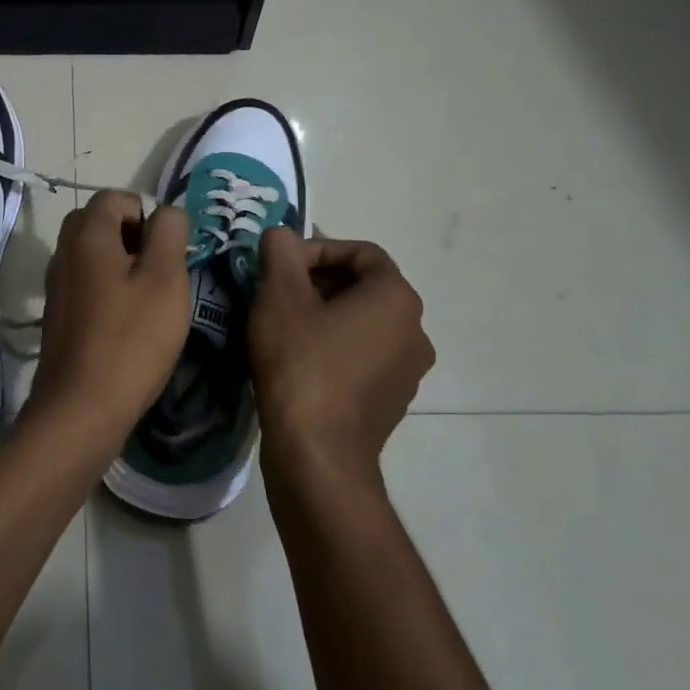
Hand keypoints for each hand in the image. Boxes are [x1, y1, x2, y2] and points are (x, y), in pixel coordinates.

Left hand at [28, 191, 190, 437]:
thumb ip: (169, 233)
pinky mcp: (57, 313)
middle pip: (99, 222)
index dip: (147, 215)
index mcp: (86, 234)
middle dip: (132, 237)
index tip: (165, 253)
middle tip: (158, 272)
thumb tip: (166, 212)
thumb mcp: (166, 279)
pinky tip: (126, 322)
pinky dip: (106, 288)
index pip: (116, 197)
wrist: (81, 406)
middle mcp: (63, 251)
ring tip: (147, 300)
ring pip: (91, 253)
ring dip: (121, 264)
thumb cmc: (131, 338)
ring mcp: (56, 284)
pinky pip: (84, 282)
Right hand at [249, 229, 434, 479]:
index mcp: (396, 298)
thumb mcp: (279, 295)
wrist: (317, 453)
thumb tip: (281, 235)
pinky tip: (297, 360)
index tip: (281, 265)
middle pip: (364, 286)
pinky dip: (333, 346)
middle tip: (275, 292)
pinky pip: (363, 355)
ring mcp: (407, 370)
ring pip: (362, 322)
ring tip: (282, 325)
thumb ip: (281, 252)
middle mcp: (414, 330)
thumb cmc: (301, 362)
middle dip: (317, 280)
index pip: (361, 252)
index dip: (317, 249)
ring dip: (324, 313)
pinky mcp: (392, 401)